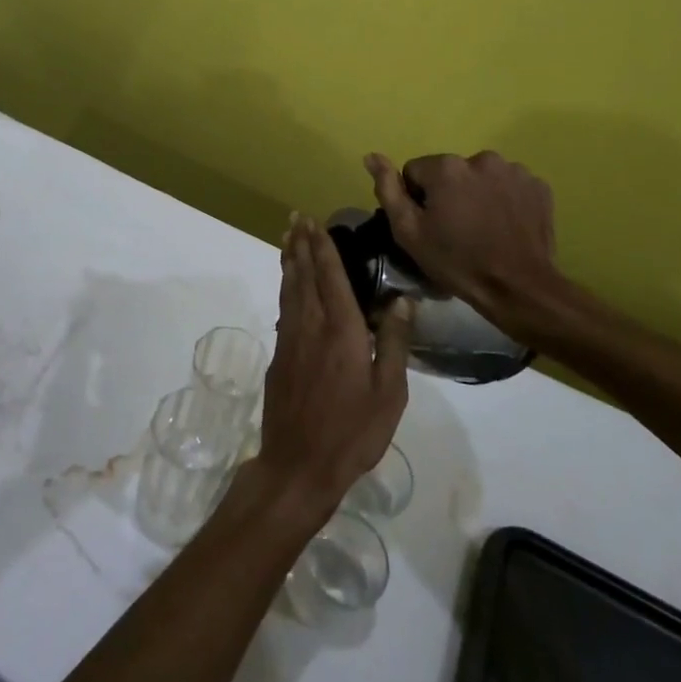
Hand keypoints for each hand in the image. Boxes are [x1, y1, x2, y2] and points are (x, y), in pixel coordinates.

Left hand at [254, 215, 411, 517]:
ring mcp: (290, 339)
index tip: (315, 222)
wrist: (299, 464)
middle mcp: (311, 325)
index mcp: (341, 330)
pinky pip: (283, 309)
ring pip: (289, 289)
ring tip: (288, 238)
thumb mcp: (389, 393)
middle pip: (304, 275)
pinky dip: (285, 288)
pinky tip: (288, 285)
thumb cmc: (353, 432)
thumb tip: (401, 300)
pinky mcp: (279, 355)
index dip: (323, 247)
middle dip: (301, 244)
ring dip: (289, 260)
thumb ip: (394, 342)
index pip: (331, 277)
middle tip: (296, 217)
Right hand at [364, 151, 580, 343]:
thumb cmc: (457, 262)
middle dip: (448, 194)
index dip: (417, 199)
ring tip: (483, 228)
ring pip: (480, 177)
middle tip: (456, 230)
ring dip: (476, 194)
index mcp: (446, 167)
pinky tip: (504, 225)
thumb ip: (388, 189)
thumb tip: (371, 156)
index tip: (429, 225)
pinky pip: (508, 185)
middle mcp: (480, 158)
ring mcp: (514, 170)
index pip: (415, 171)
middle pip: (450, 172)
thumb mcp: (409, 232)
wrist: (519, 289)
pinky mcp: (538, 185)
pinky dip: (504, 199)